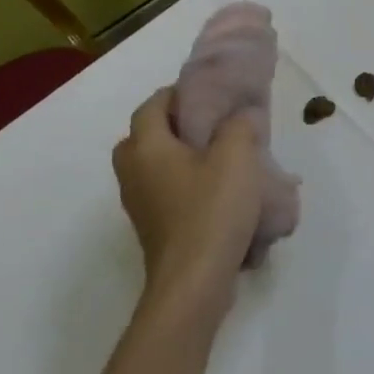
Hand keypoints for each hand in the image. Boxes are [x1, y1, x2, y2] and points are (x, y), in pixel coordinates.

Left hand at [111, 89, 264, 317]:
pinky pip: (165, 192)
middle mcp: (133, 171)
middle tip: (214, 125)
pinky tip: (219, 193)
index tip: (211, 93)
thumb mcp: (237, 158)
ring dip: (183, 157)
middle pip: (147, 135)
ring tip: (223, 159)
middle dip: (177, 126)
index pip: (153, 105)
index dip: (179, 93)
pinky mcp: (153, 227)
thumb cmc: (212, 210)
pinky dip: (185, 184)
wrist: (194, 280)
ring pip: (156, 166)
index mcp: (146, 147)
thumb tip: (241, 115)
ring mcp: (139, 203)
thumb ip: (240, 127)